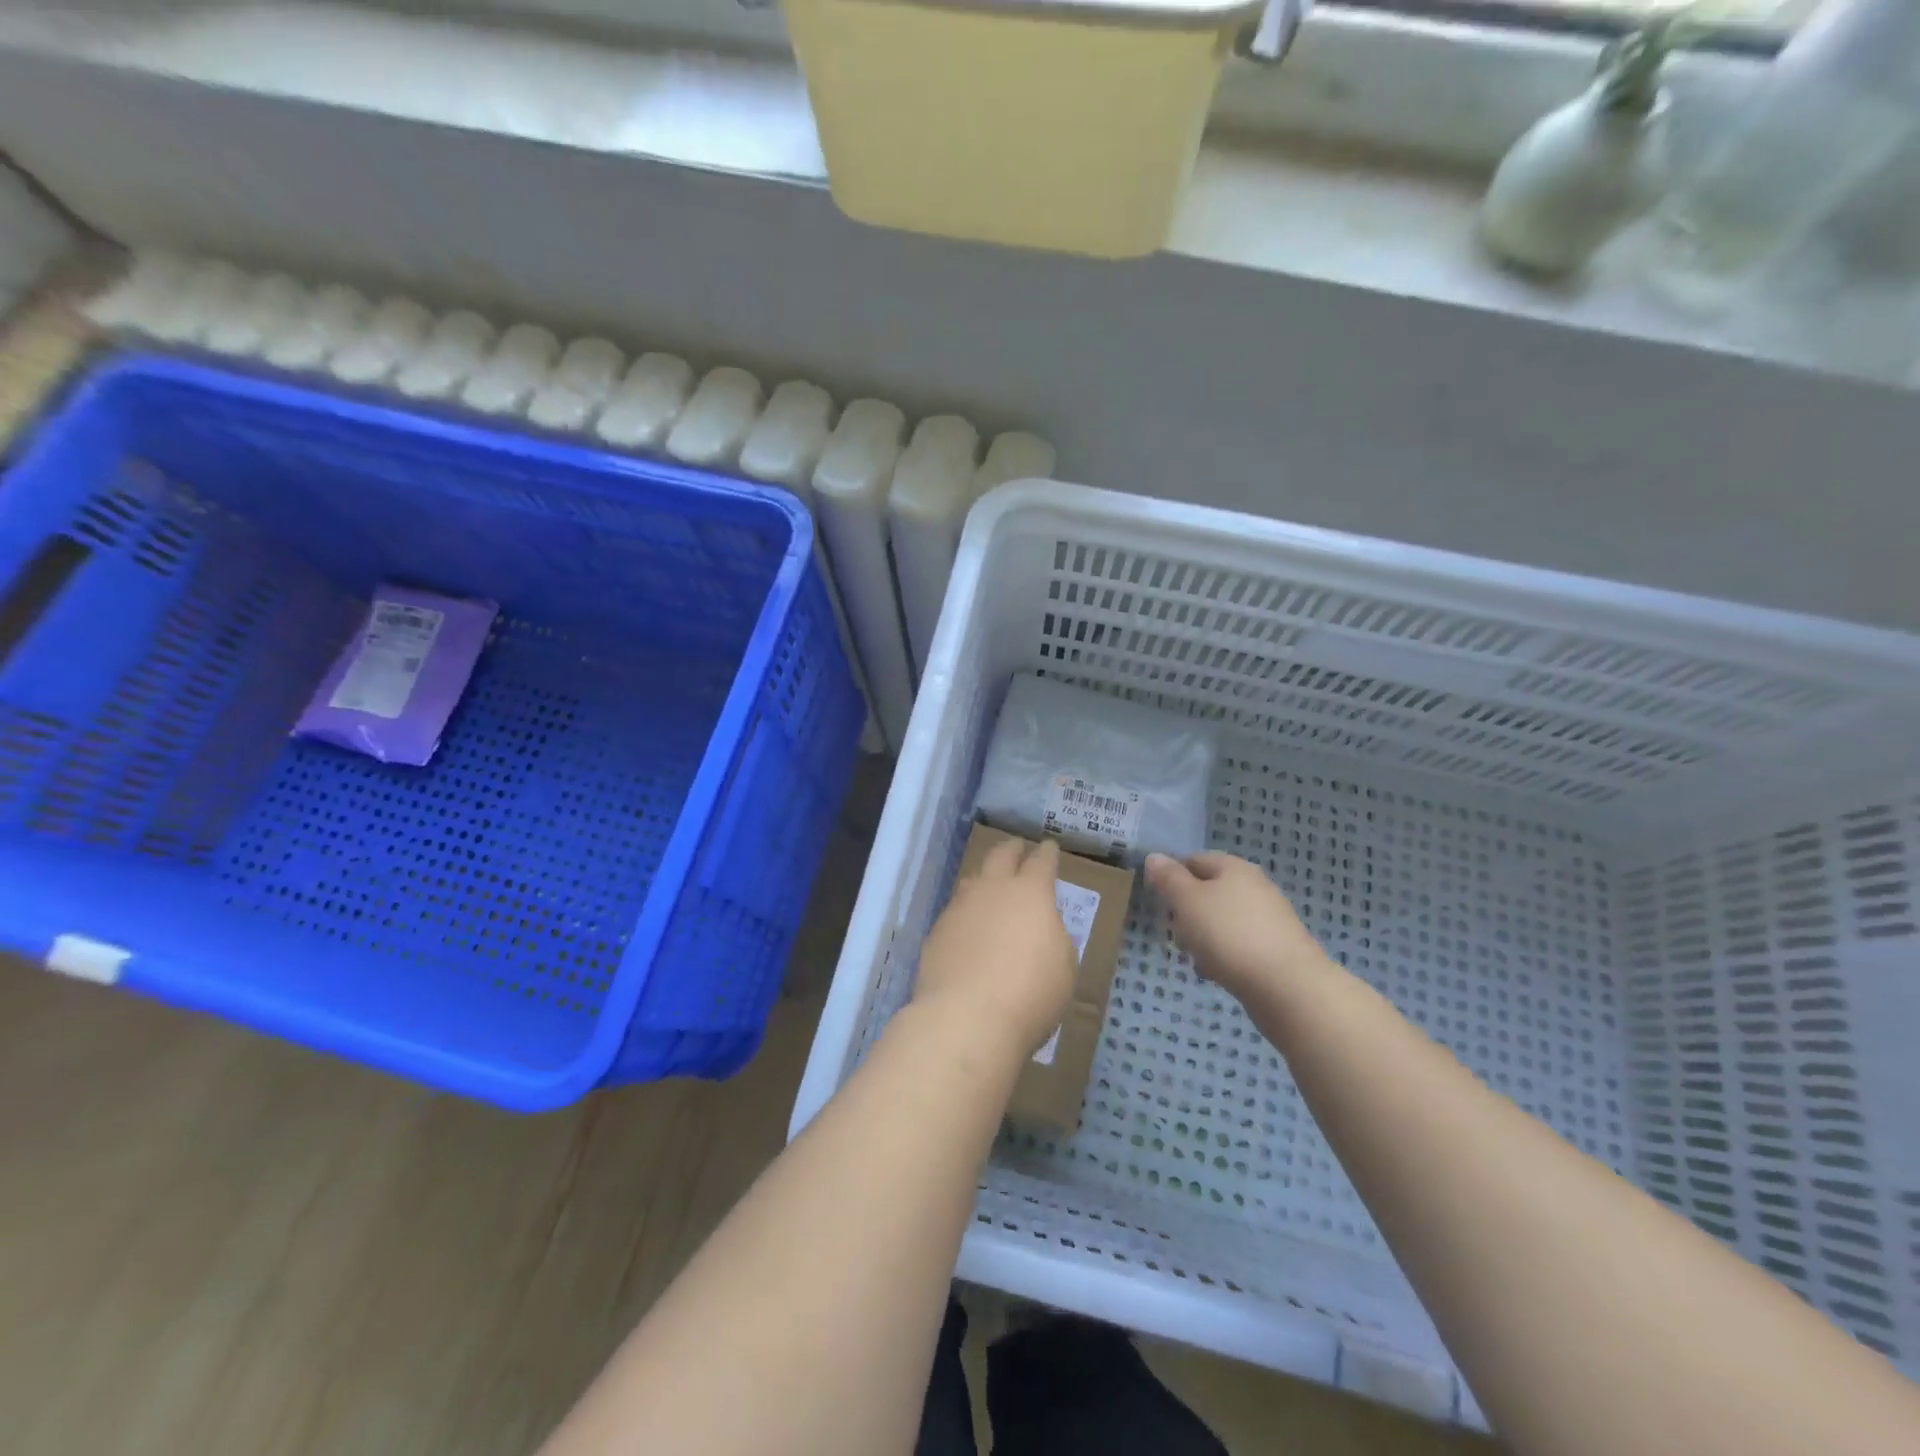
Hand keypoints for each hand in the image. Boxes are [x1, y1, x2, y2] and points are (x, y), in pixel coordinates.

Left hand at [913, 835, 1075, 1058]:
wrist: (966, 1017)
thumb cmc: (1030, 993)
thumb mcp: (1064, 967)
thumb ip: (1053, 938)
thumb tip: (1040, 929)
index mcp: (1031, 893)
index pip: (1041, 862)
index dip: (1047, 853)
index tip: (1049, 847)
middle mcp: (993, 890)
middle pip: (1001, 855)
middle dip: (1012, 849)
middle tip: (1018, 848)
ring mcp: (960, 908)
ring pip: (972, 879)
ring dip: (984, 878)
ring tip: (989, 885)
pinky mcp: (937, 931)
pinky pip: (955, 912)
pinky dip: (966, 914)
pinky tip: (968, 928)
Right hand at [1144, 852, 1326, 1001]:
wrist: (1287, 986)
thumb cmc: (1228, 935)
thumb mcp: (1187, 901)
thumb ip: (1168, 878)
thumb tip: (1155, 856)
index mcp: (1233, 867)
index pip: (1194, 859)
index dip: (1172, 876)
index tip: (1157, 900)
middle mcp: (1255, 886)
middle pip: (1210, 890)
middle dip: (1187, 910)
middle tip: (1172, 930)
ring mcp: (1270, 918)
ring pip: (1224, 919)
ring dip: (1204, 935)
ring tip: (1193, 956)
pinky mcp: (1278, 948)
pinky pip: (1240, 943)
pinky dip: (1224, 954)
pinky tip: (1217, 972)